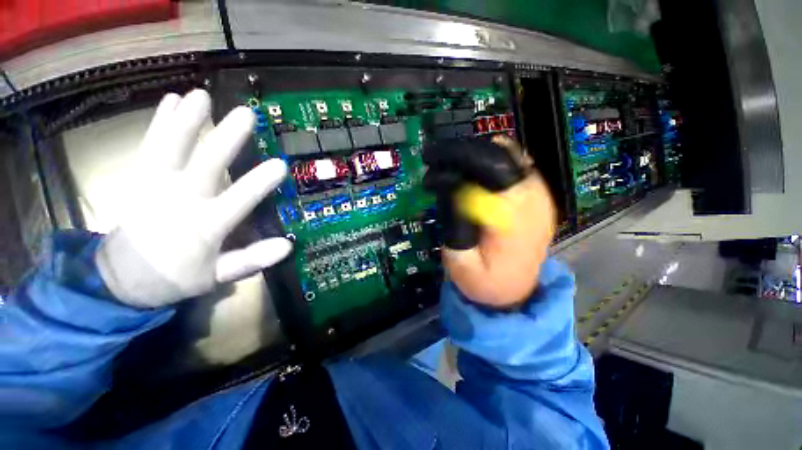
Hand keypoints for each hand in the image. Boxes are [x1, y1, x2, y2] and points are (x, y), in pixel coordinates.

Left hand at [95, 90, 291, 307]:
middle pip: (204, 165)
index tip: (281, 165)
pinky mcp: (139, 177)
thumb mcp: (216, 277)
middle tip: (246, 114)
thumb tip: (287, 247)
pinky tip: (171, 101)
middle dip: (225, 139)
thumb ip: (250, 260)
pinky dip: (160, 122)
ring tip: (201, 95)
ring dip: (186, 120)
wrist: (122, 278)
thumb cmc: (176, 276)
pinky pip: (150, 145)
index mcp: (203, 226)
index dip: (258, 183)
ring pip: (169, 148)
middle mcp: (179, 200)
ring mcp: (154, 185)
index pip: (237, 201)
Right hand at [424, 136, 555, 308]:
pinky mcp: (539, 197)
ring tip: (454, 168)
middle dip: (464, 154)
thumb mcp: (460, 262)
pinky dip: (494, 162)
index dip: (456, 160)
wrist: (515, 292)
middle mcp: (532, 199)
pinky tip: (476, 174)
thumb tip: (452, 186)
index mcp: (512, 217)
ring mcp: (541, 195)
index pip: (486, 168)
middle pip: (499, 154)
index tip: (432, 165)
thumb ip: (455, 223)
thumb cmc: (485, 282)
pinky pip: (517, 164)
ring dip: (478, 157)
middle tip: (439, 163)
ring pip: (509, 153)